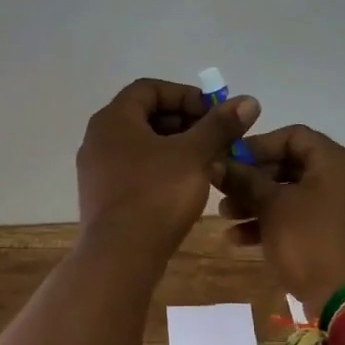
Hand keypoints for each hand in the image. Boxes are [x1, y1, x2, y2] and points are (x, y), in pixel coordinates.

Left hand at [77, 79, 260, 257]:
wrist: (120, 256)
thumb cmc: (157, 195)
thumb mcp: (195, 155)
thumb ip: (220, 126)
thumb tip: (248, 100)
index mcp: (113, 119)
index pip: (149, 89)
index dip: (185, 95)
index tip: (214, 113)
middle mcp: (98, 138)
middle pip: (145, 116)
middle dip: (184, 123)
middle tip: (215, 139)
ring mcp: (96, 170)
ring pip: (141, 145)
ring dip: (176, 148)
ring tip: (207, 162)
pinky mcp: (102, 196)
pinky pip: (134, 169)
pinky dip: (161, 169)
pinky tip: (185, 186)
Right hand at [214, 125, 344, 315]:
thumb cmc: (311, 242)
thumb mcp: (272, 207)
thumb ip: (244, 181)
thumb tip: (217, 163)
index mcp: (336, 161)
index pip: (292, 136)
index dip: (257, 146)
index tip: (229, 161)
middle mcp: (344, 178)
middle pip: (290, 166)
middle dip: (252, 180)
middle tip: (223, 192)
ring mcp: (343, 209)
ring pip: (292, 195)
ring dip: (257, 204)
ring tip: (226, 218)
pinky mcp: (338, 236)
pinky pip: (301, 219)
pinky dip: (274, 224)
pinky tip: (241, 240)